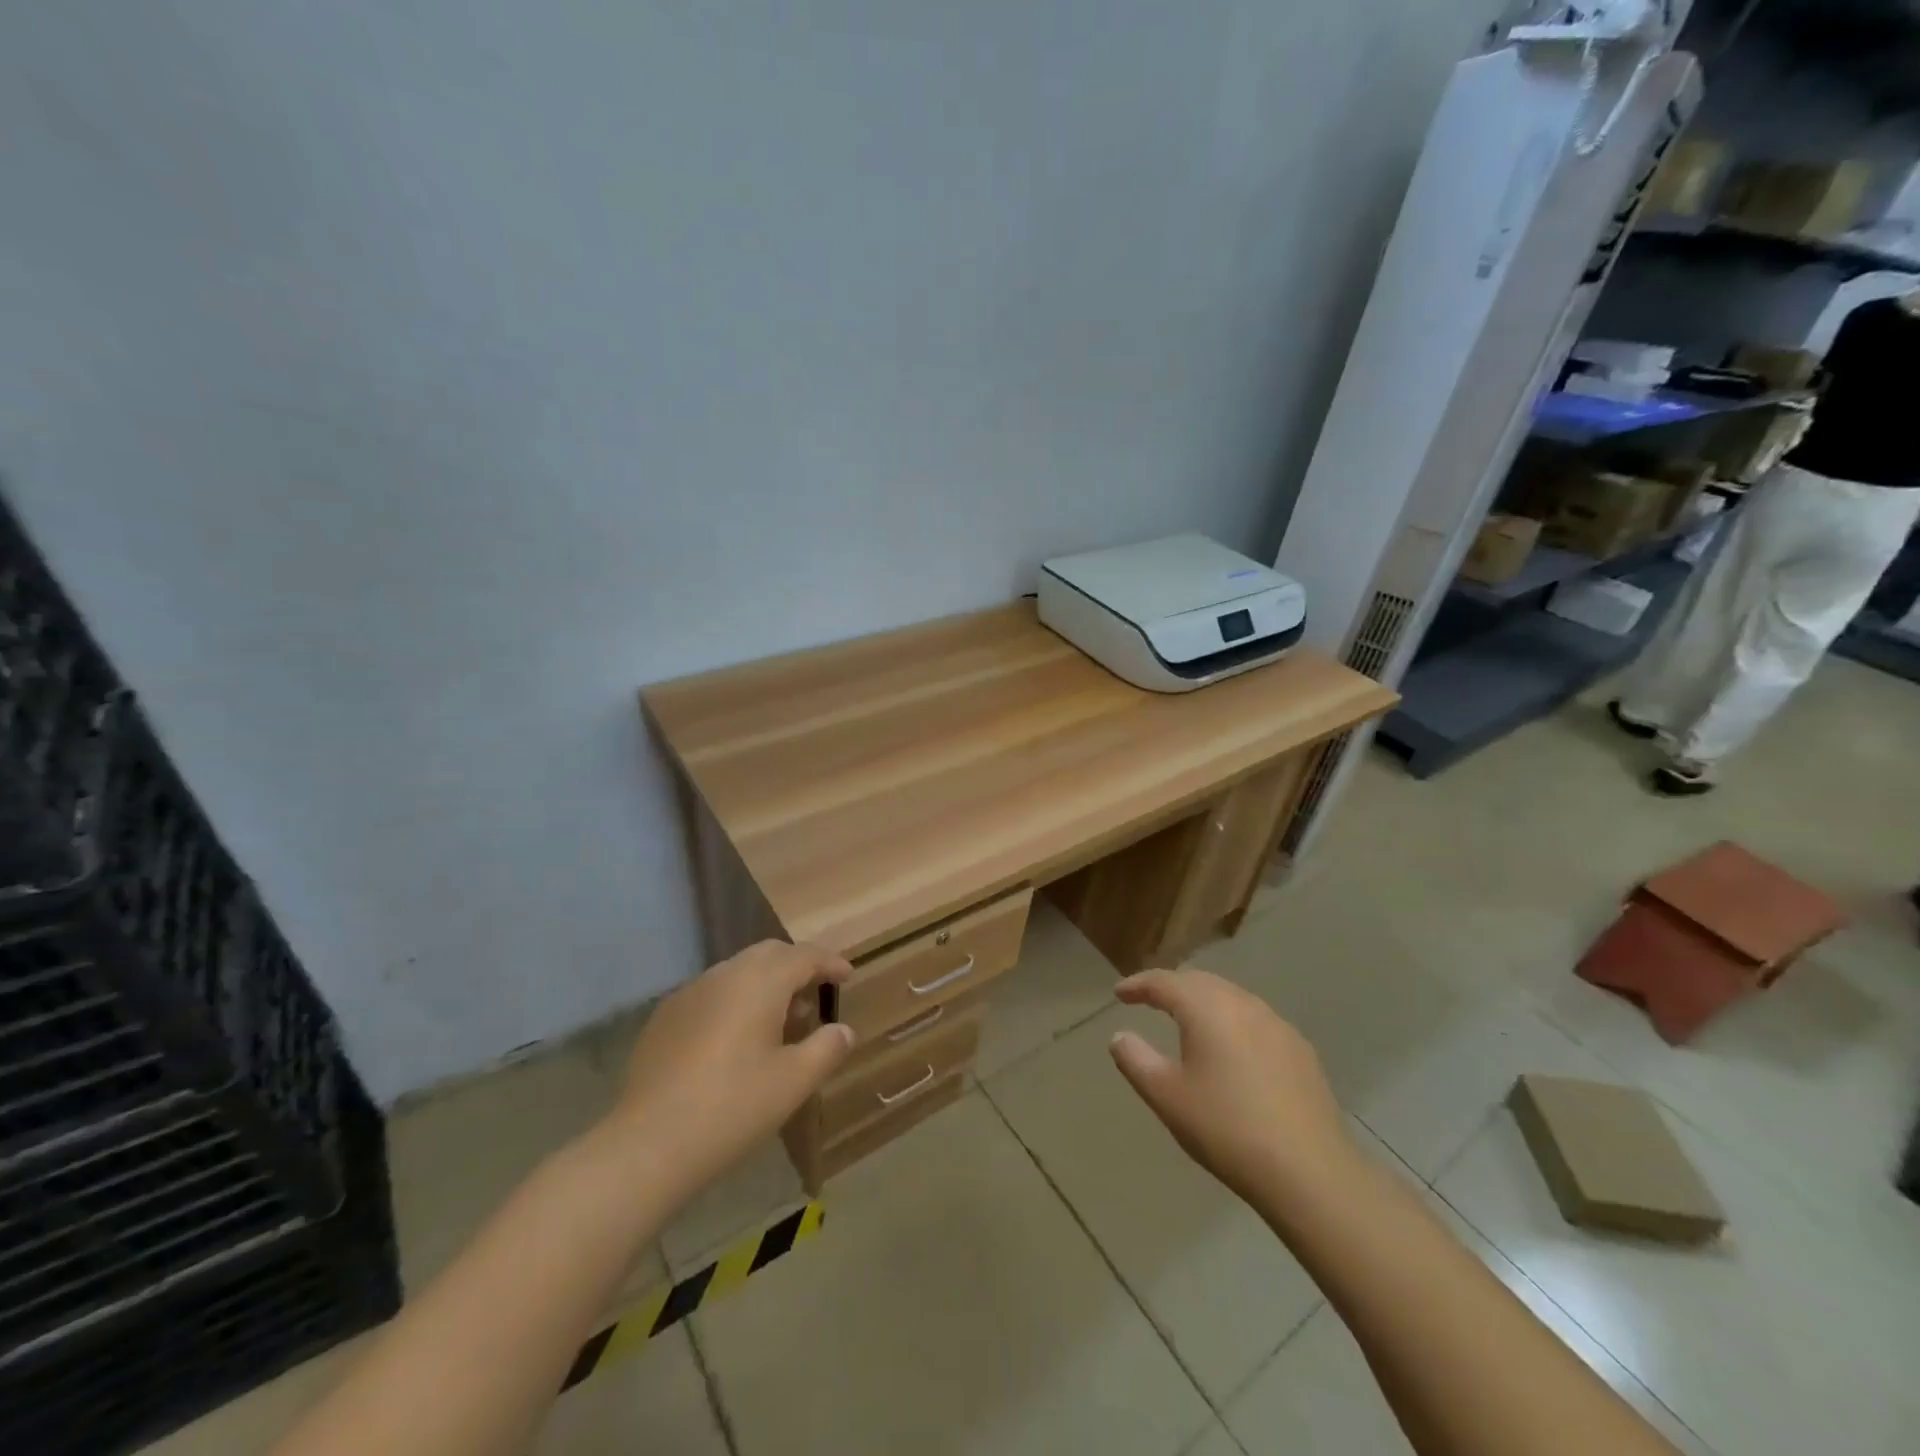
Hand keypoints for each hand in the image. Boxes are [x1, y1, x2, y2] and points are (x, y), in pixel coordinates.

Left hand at [611, 941, 854, 1198]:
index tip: (846, 976)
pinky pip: (711, 994)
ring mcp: (690, 993)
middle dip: (796, 966)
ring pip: (738, 972)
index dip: (829, 963)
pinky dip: (735, 1001)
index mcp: (760, 982)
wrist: (648, 1144)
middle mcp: (724, 975)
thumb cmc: (733, 1107)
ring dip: (765, 984)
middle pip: (769, 954)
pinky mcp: (665, 1017)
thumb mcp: (794, 1082)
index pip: (804, 956)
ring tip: (780, 1021)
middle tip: (815, 992)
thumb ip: (826, 1048)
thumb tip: (843, 1030)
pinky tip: (735, 1039)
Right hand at [1108, 969, 1358, 1206]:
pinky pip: (1256, 1020)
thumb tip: (1119, 1036)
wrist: (1310, 1172)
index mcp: (1206, 1008)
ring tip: (1187, 1020)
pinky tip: (1232, 1048)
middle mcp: (1242, 1004)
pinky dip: (1232, 1022)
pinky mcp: (1300, 1050)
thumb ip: (1135, 1059)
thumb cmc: (1226, 1129)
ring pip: (1231, 998)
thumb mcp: (1167, 1097)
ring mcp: (1277, 1025)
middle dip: (1172, 987)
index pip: (1164, 982)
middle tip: (1149, 1000)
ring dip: (1204, 1002)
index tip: (1119, 994)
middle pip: (1200, 982)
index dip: (1138, 984)